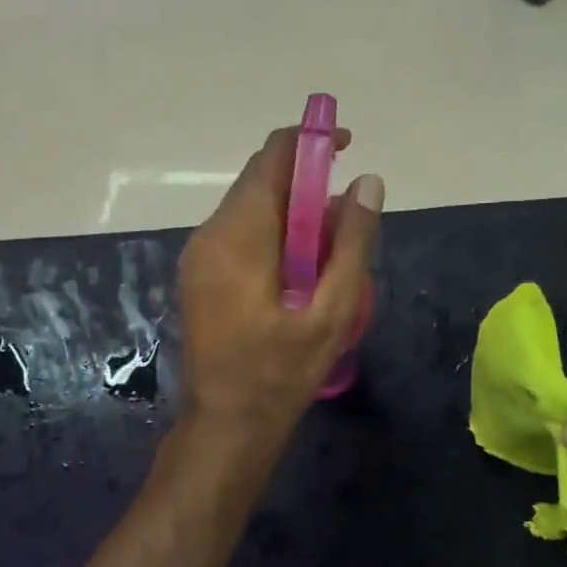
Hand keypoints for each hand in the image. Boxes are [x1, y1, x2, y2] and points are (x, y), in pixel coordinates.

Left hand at [176, 125, 383, 446]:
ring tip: (331, 252)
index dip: (311, 141)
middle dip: (307, 185)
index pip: (272, 159)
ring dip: (292, 214)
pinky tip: (300, 272)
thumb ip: (352, 243)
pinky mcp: (199, 275)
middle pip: (260, 182)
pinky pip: (239, 234)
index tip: (348, 145)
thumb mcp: (331, 311)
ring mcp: (198, 256)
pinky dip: (274, 235)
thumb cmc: (281, 373)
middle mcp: (210, 235)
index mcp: (239, 237)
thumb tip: (368, 182)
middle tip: (348, 218)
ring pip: (250, 209)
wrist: (226, 425)